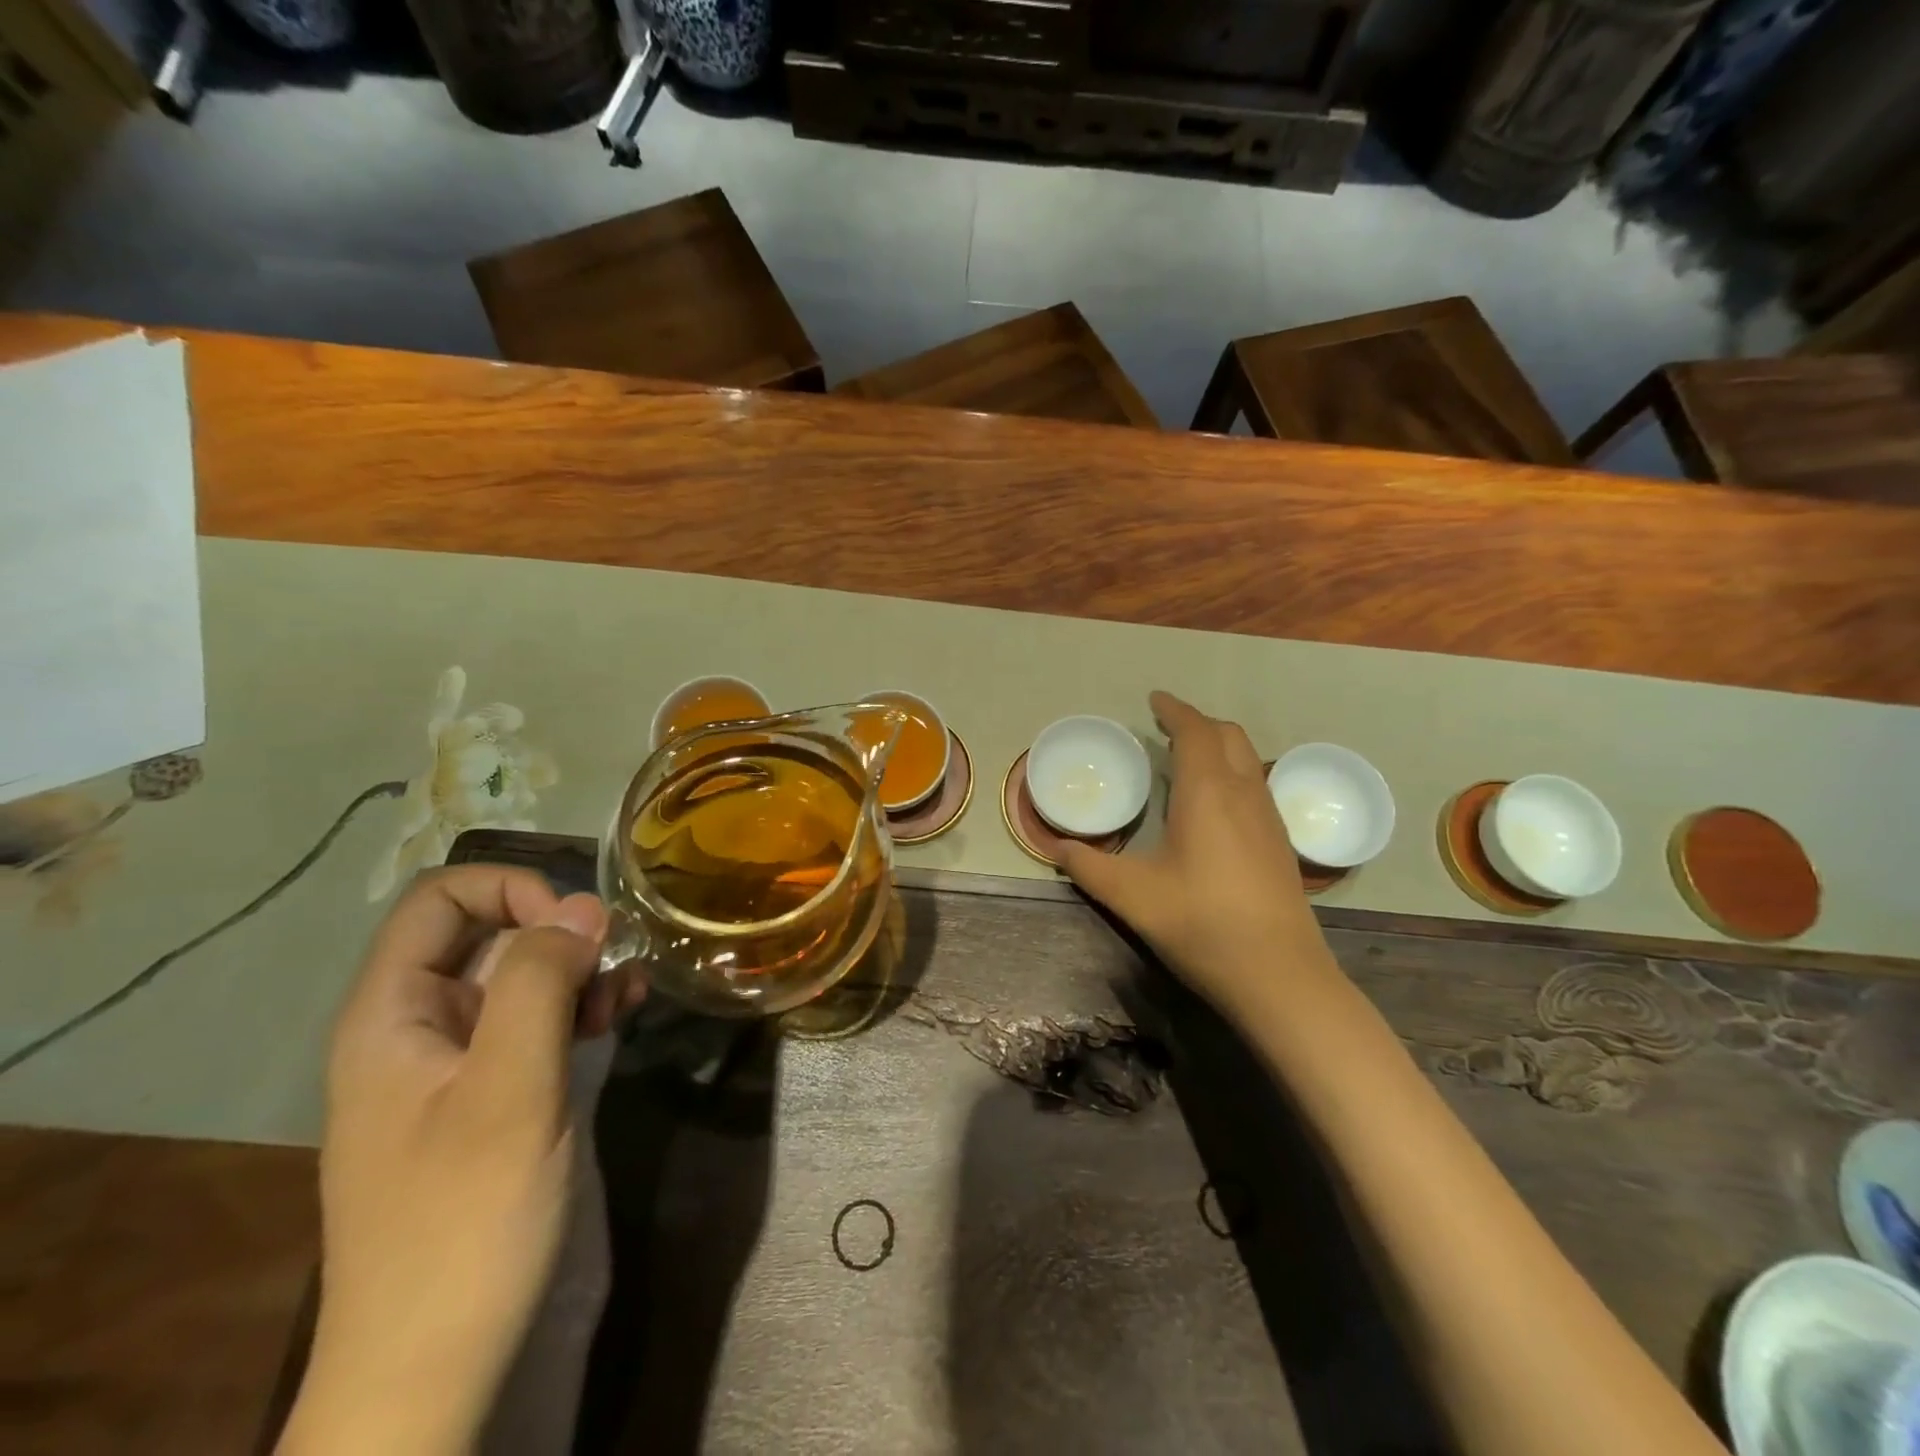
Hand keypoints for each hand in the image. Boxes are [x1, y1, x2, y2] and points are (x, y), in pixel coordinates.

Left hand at [282, 866, 640, 1455]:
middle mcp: (417, 1027)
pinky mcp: (491, 1096)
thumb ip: (541, 984)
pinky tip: (621, 1013)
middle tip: (616, 963)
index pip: (440, 901)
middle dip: (559, 935)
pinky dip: (579, 1009)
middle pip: (488, 936)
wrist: (433, 1366)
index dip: (510, 892)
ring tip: (630, 990)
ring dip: (578, 972)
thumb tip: (583, 905)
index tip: (575, 927)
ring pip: (520, 978)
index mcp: (392, 1015)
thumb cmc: (464, 1220)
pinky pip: (534, 1024)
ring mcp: (455, 1064)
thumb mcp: (510, 1090)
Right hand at [1058, 692, 1339, 1018]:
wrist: (1280, 976)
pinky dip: (1232, 772)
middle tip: (1165, 729)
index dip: (1174, 710)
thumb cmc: (1202, 925)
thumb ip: (1088, 867)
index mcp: (1208, 792)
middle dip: (1197, 723)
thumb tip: (1055, 847)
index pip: (1194, 731)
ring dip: (1218, 746)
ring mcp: (1269, 817)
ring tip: (1185, 760)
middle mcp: (1244, 792)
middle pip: (1228, 735)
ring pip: (1248, 758)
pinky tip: (1214, 805)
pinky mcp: (1280, 842)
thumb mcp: (1132, 896)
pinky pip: (1256, 784)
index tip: (1154, 700)